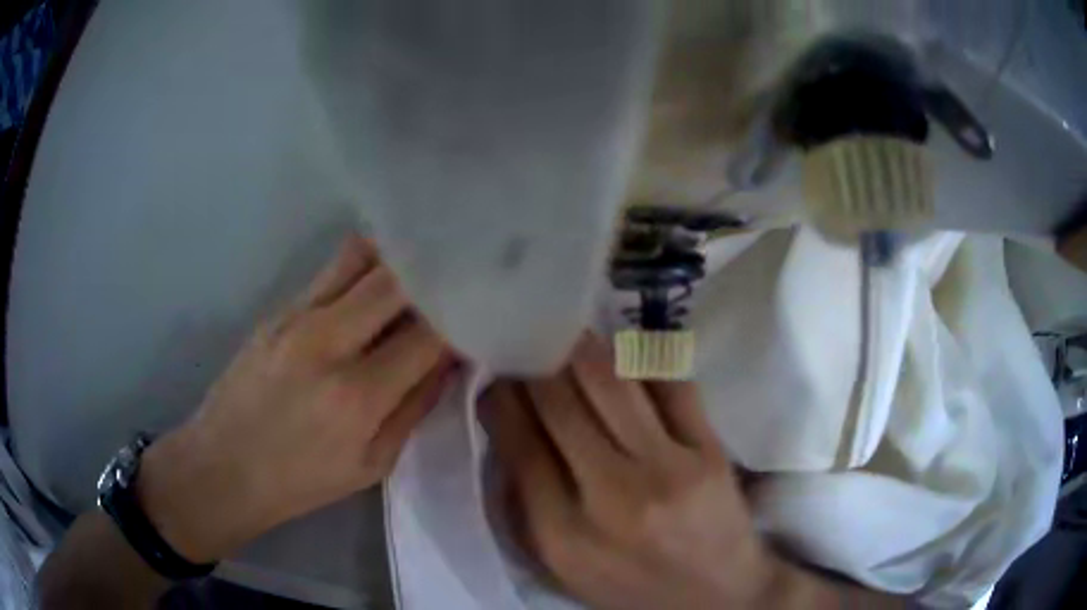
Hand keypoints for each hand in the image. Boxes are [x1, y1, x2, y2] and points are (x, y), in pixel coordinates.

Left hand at [137, 234, 456, 563]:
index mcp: (359, 395)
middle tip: (461, 274)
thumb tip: (449, 360)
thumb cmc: (301, 481)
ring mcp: (299, 316)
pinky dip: (365, 265)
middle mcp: (329, 342)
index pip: (431, 334)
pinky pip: (333, 269)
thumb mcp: (372, 464)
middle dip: (436, 274)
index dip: (462, 317)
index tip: (482, 310)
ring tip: (422, 264)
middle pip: (398, 280)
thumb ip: (415, 407)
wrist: (223, 466)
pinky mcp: (279, 308)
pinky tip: (377, 277)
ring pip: (362, 255)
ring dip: (399, 256)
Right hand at [481, 334, 776, 609]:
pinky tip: (624, 358)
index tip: (498, 379)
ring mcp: (668, 469)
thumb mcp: (563, 567)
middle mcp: (612, 497)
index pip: (518, 445)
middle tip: (531, 348)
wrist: (718, 596)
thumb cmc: (631, 586)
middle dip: (536, 364)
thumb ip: (527, 504)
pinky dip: (639, 361)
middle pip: (559, 403)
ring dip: (580, 350)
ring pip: (611, 380)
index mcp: (563, 535)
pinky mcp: (710, 451)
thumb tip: (508, 428)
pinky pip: (669, 383)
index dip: (501, 399)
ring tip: (568, 338)